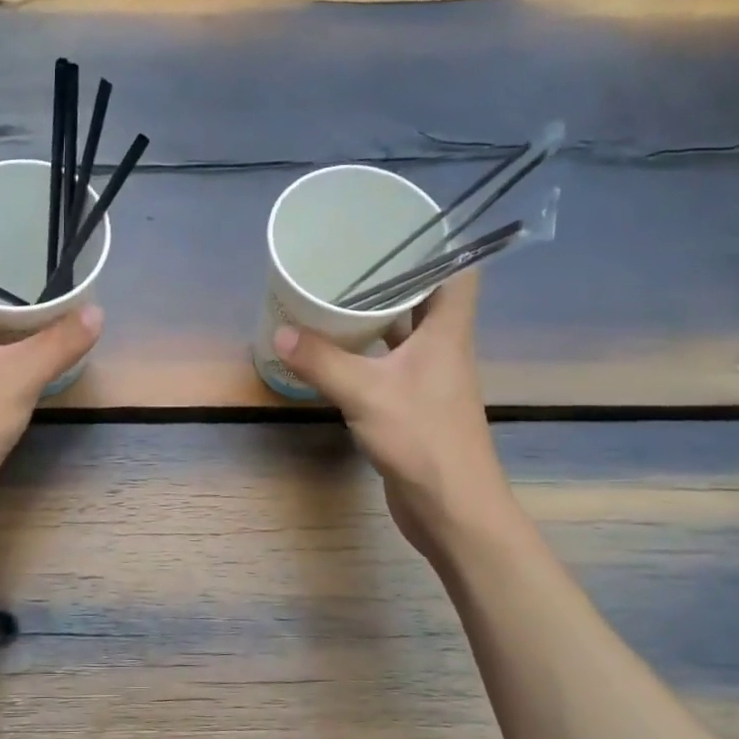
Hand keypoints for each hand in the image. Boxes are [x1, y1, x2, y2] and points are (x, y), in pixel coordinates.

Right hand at [272, 270, 511, 558]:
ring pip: (402, 334)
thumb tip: (280, 331)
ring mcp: (428, 379)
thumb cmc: (422, 439)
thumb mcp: (366, 394)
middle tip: (347, 260)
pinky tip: (333, 351)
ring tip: (332, 297)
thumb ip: (322, 361)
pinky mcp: (411, 405)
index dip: (436, 246)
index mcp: (447, 332)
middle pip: (423, 299)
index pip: (458, 271)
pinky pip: (387, 365)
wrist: (452, 508)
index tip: (397, 230)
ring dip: (374, 317)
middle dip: (390, 278)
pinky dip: (364, 354)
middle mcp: (442, 348)